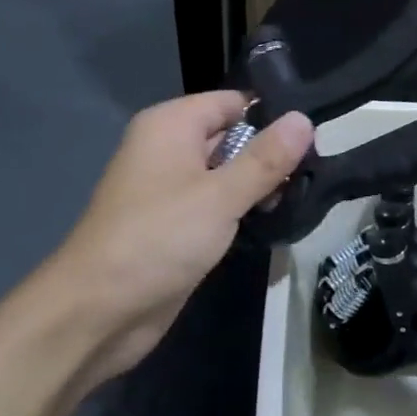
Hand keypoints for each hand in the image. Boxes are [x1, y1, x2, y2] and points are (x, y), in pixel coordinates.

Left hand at [50, 92, 313, 382]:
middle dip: (272, 152)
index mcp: (171, 125)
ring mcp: (172, 189)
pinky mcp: (177, 225)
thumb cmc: (157, 239)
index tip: (317, 134)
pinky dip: (243, 210)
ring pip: (227, 173)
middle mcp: (170, 148)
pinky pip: (217, 204)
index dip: (273, 115)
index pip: (233, 102)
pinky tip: (277, 218)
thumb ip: (265, 159)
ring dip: (260, 185)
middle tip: (319, 169)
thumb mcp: (220, 196)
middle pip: (232, 136)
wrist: (96, 313)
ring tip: (306, 194)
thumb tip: (304, 119)